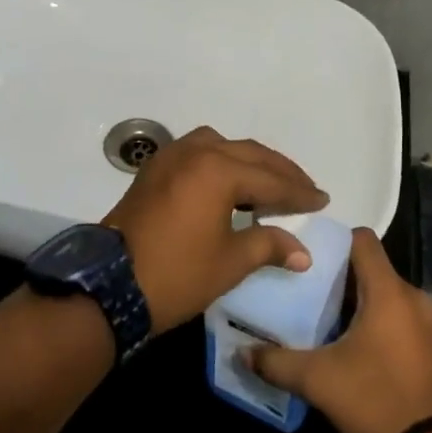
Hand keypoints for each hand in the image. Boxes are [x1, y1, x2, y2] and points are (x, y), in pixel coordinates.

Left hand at [102, 126, 327, 333]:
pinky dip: (221, 161)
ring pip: (222, 146)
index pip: (270, 179)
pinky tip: (229, 182)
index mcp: (218, 170)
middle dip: (280, 172)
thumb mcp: (230, 263)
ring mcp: (171, 157)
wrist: (109, 286)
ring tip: (268, 183)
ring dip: (249, 161)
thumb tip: (302, 252)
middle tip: (304, 189)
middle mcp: (196, 152)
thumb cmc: (177, 274)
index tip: (322, 200)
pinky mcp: (154, 170)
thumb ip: (269, 246)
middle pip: (249, 154)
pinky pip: (198, 152)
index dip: (299, 192)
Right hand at [247, 228, 431, 432]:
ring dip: (361, 303)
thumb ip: (277, 363)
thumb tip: (242, 352)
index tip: (309, 258)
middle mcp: (413, 296)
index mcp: (388, 291)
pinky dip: (380, 323)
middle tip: (308, 294)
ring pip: (387, 295)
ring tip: (329, 323)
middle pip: (372, 269)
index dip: (335, 241)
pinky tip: (359, 351)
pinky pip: (402, 318)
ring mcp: (429, 322)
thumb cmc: (377, 400)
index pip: (362, 240)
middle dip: (341, 278)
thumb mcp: (319, 381)